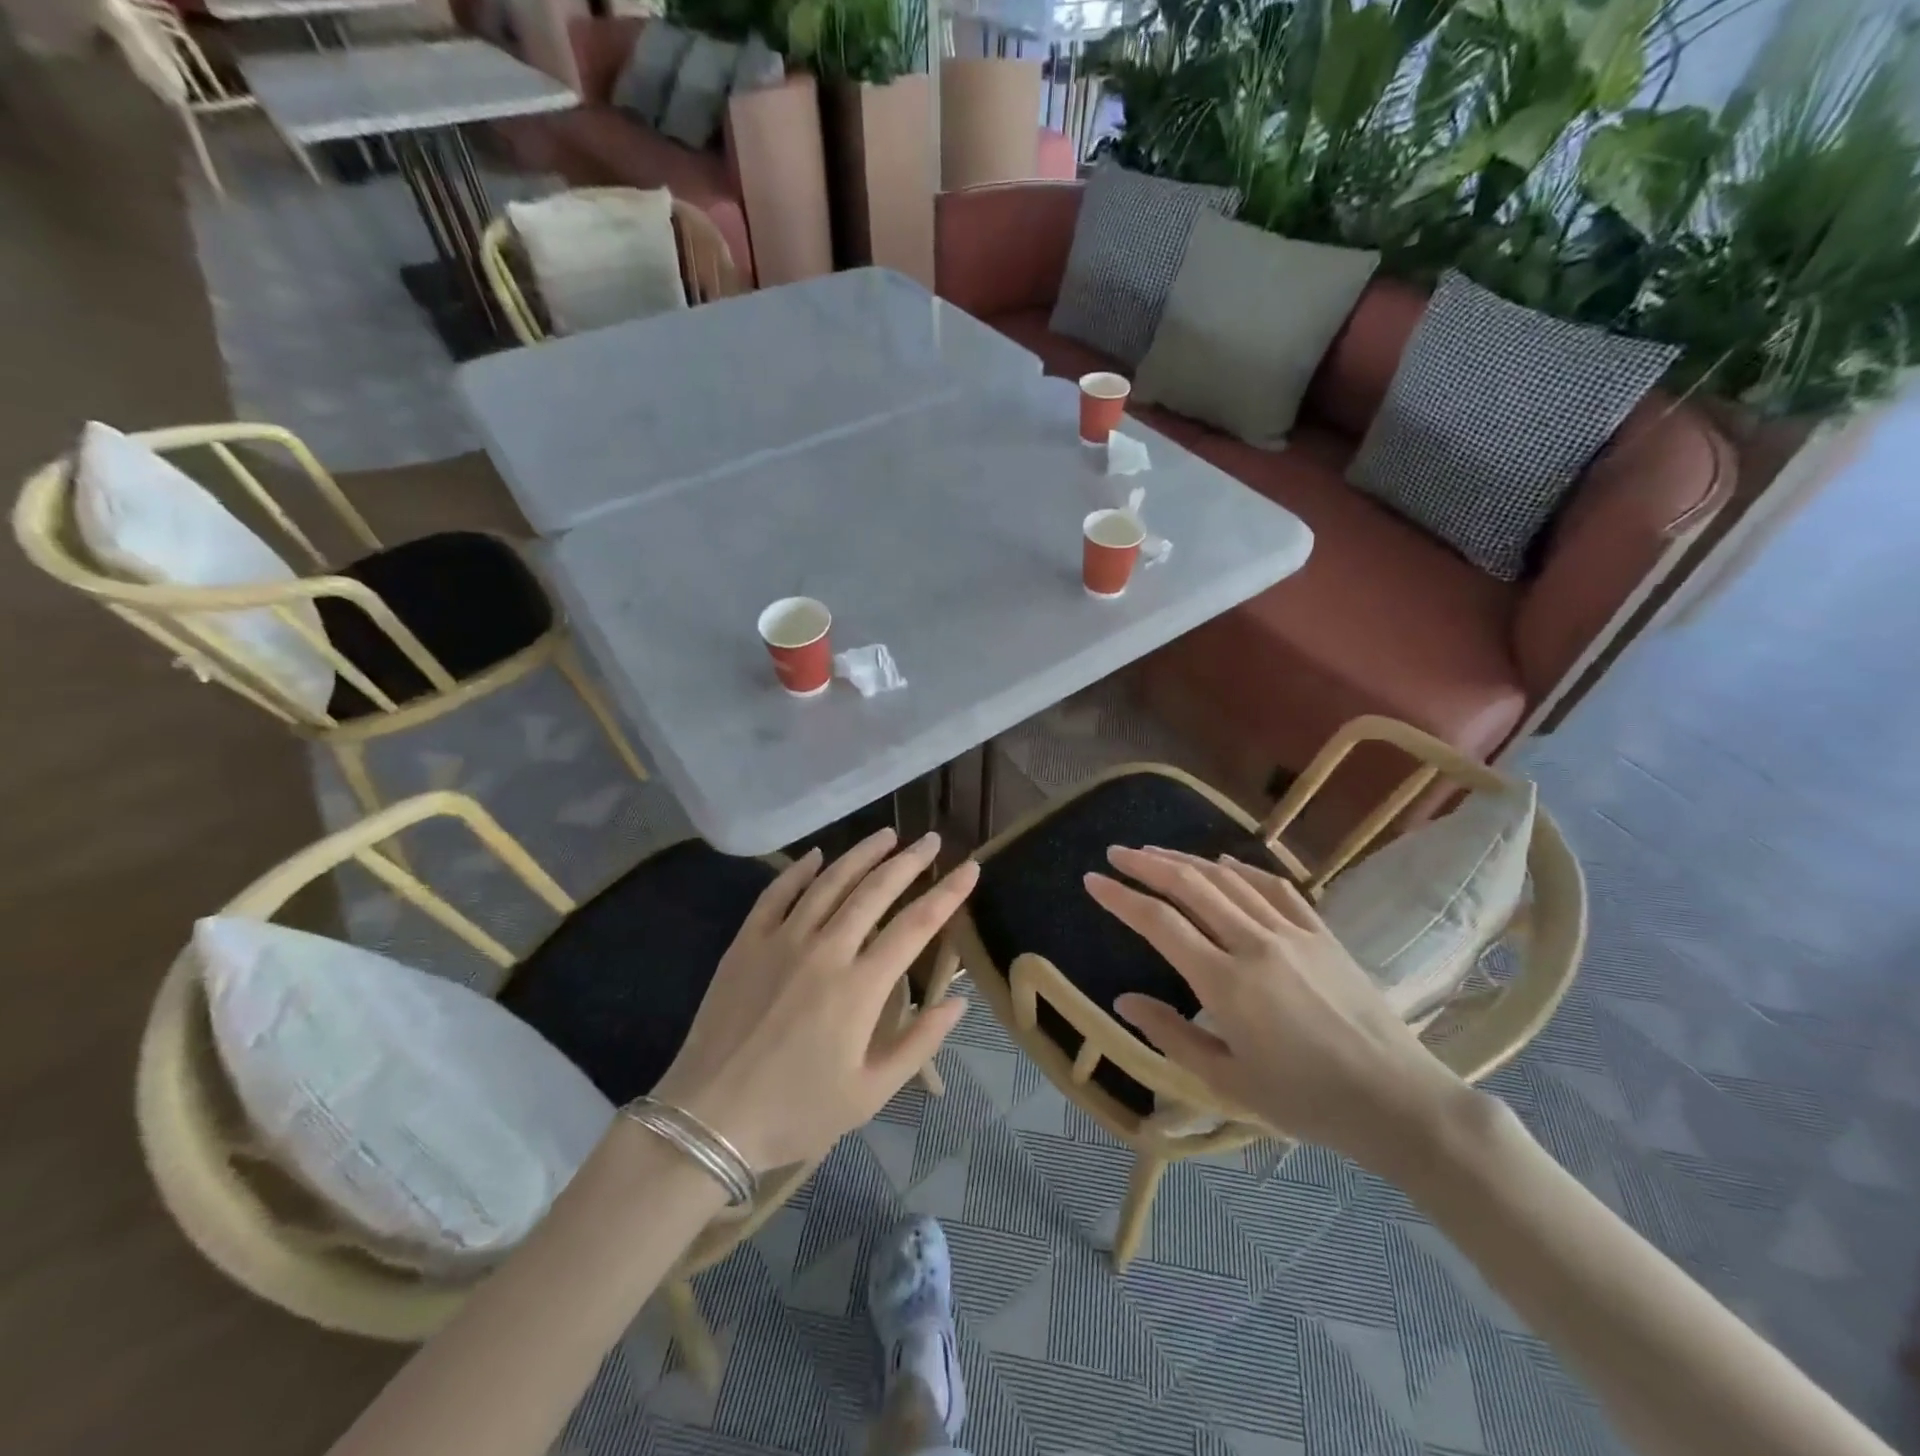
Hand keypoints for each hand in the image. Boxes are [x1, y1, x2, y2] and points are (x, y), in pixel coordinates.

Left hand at [652, 828, 976, 1171]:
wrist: (709, 1119)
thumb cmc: (797, 1111)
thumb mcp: (870, 1093)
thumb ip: (919, 1042)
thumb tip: (958, 1001)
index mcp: (861, 987)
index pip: (916, 926)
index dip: (947, 893)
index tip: (969, 867)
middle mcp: (826, 950)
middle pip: (875, 891)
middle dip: (909, 862)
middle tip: (930, 840)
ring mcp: (782, 941)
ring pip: (829, 883)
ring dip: (861, 854)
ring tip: (887, 835)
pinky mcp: (746, 943)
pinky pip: (777, 894)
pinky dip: (799, 870)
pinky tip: (816, 855)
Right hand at [1085, 846, 1473, 1172]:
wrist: (1399, 1102)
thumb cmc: (1306, 1101)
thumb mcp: (1228, 1082)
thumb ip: (1171, 1036)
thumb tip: (1124, 1001)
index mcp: (1225, 982)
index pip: (1159, 923)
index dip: (1120, 897)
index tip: (1093, 880)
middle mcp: (1254, 944)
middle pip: (1191, 886)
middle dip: (1148, 864)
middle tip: (1117, 853)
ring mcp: (1292, 933)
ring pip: (1228, 880)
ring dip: (1187, 861)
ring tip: (1156, 852)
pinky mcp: (1322, 934)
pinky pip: (1275, 888)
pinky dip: (1242, 870)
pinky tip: (1224, 863)